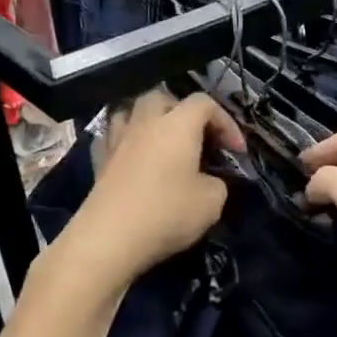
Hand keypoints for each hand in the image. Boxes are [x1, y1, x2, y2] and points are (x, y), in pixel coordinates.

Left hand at [66, 90, 243, 285]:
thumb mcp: (212, 202)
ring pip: (133, 111)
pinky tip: (133, 157)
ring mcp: (117, 139)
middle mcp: (146, 122)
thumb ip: (217, 183)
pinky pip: (113, 137)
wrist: (110, 237)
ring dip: (151, 121)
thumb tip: (207, 180)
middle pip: (164, 98)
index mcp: (178, 125)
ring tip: (163, 143)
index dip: (226, 122)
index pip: (205, 103)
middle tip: (197, 139)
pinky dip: (126, 141)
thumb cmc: (167, 213)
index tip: (236, 151)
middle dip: (184, 112)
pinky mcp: (99, 160)